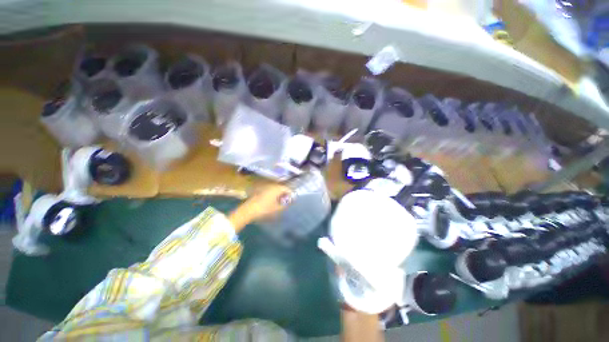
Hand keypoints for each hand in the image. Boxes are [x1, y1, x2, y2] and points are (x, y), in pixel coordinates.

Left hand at [228, 184, 292, 231]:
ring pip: (275, 189)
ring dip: (278, 194)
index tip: (292, 200)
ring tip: (280, 202)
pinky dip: (273, 195)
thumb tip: (289, 202)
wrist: (248, 210)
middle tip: (286, 201)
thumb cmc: (264, 209)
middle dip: (284, 194)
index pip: (287, 188)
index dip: (290, 194)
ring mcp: (265, 187)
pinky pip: (270, 191)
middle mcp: (271, 185)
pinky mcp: (260, 190)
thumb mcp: (276, 208)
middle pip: (281, 188)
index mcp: (276, 188)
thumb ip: (284, 205)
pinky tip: (272, 201)